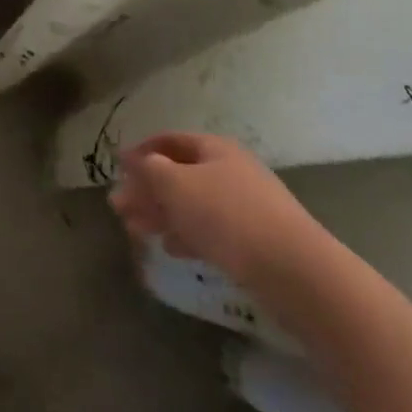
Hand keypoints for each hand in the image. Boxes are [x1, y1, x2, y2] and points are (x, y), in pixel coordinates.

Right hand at [109, 132, 326, 286]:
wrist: (295, 271)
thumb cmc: (227, 216)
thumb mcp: (176, 185)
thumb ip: (149, 170)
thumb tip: (135, 160)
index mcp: (214, 149)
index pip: (169, 140)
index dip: (141, 151)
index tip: (117, 168)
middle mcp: (230, 170)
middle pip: (179, 173)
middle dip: (146, 189)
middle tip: (119, 207)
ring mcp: (245, 206)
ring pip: (192, 203)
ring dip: (161, 214)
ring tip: (136, 230)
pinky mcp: (254, 240)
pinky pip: (210, 229)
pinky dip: (186, 234)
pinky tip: (172, 248)